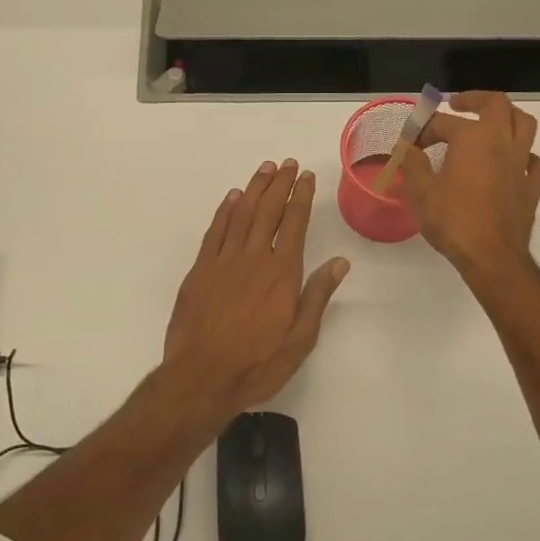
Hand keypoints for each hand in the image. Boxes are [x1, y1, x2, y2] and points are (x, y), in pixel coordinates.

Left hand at [163, 159, 349, 421]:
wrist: (202, 377)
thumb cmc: (257, 364)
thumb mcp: (300, 338)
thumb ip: (317, 296)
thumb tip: (339, 262)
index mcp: (282, 273)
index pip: (295, 223)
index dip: (301, 197)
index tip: (306, 177)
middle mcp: (254, 258)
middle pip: (268, 211)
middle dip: (280, 184)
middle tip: (287, 163)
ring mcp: (223, 262)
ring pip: (241, 214)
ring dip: (254, 189)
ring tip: (265, 169)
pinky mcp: (200, 271)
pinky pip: (215, 231)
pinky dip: (225, 211)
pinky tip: (232, 198)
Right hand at [401, 92, 539, 280]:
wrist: (491, 257)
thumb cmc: (453, 221)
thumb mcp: (421, 192)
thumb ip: (412, 163)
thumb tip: (404, 147)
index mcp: (472, 138)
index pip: (442, 123)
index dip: (422, 130)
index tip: (409, 144)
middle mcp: (501, 142)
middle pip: (496, 104)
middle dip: (474, 99)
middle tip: (457, 104)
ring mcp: (522, 164)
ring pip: (524, 125)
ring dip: (508, 117)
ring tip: (492, 123)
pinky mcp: (533, 187)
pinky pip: (537, 163)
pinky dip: (527, 158)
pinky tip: (515, 164)